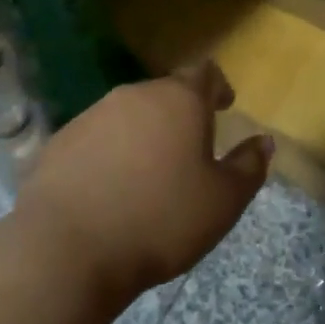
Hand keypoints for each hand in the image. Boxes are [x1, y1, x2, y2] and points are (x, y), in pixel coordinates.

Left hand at [13, 62, 272, 306]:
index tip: (224, 106)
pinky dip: (109, 154)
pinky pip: (96, 139)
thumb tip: (264, 142)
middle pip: (165, 93)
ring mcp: (92, 115)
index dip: (217, 87)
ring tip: (149, 173)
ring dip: (144, 134)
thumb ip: (249, 166)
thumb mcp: (223, 201)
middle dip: (180, 115)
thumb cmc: (160, 220)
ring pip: (129, 115)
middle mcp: (135, 95)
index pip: (205, 73)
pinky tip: (109, 190)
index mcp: (179, 100)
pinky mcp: (60, 142)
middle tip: (190, 149)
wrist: (67, 250)